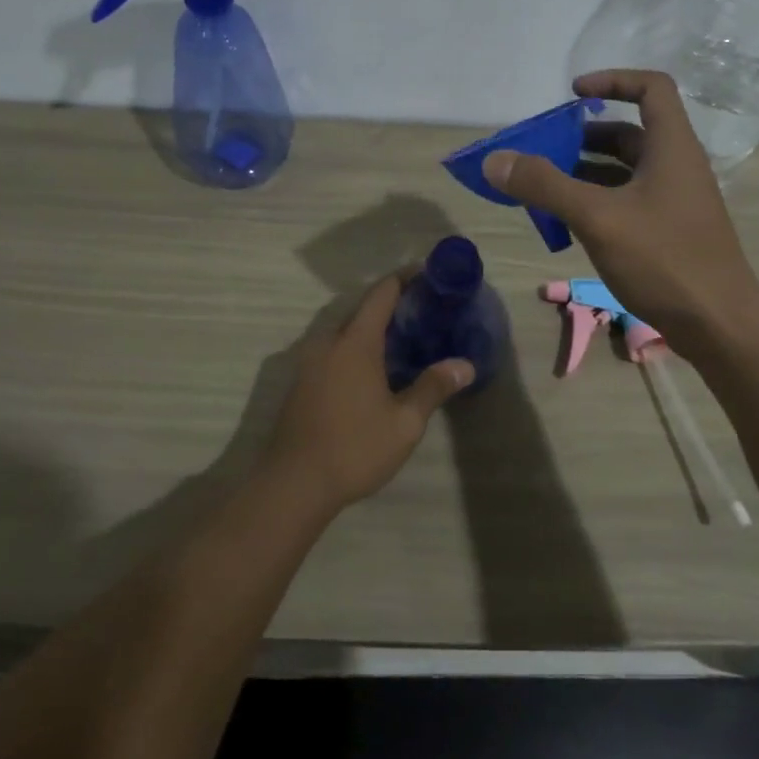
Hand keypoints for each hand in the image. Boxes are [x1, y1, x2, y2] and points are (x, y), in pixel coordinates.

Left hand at [262, 273, 472, 509]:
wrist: (293, 484)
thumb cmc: (354, 448)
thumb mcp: (404, 423)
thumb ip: (433, 388)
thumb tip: (465, 364)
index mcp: (355, 342)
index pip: (381, 294)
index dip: (404, 279)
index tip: (426, 273)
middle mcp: (328, 342)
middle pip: (361, 310)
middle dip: (390, 304)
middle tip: (422, 311)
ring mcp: (308, 362)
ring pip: (343, 331)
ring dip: (370, 328)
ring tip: (401, 339)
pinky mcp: (300, 383)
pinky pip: (331, 350)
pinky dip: (354, 347)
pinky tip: (371, 370)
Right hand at [481, 69, 758, 360]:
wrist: (721, 327)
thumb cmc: (665, 260)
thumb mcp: (598, 218)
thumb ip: (545, 186)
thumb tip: (495, 160)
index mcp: (672, 148)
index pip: (652, 88)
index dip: (613, 80)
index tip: (573, 94)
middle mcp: (678, 167)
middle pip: (631, 133)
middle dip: (585, 136)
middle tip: (544, 149)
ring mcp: (676, 202)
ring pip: (626, 172)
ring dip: (586, 172)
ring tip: (544, 187)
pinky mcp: (671, 233)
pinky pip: (629, 202)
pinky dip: (598, 202)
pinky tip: (569, 224)